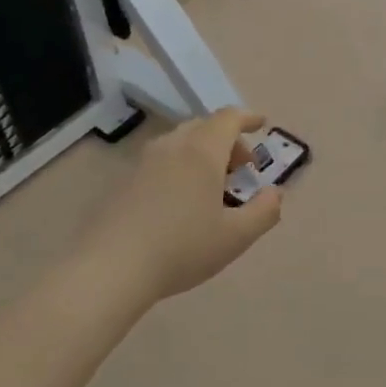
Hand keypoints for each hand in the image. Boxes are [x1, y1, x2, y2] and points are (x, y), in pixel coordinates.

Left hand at [85, 109, 282, 300]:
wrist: (111, 268)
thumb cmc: (182, 248)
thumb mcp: (236, 237)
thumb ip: (264, 211)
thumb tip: (274, 193)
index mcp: (202, 152)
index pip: (228, 118)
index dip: (248, 118)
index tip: (262, 125)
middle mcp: (172, 147)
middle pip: (204, 127)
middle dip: (228, 141)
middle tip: (241, 170)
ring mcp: (143, 162)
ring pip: (180, 143)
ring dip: (202, 154)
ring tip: (212, 189)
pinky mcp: (123, 182)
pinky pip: (161, 161)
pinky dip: (180, 168)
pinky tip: (181, 203)